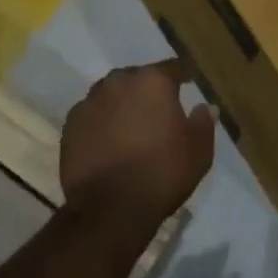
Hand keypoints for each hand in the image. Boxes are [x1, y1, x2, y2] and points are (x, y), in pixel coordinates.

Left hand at [61, 61, 215, 224]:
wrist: (108, 210)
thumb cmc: (160, 175)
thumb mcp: (198, 152)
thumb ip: (203, 123)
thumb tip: (205, 107)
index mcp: (153, 81)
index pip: (173, 68)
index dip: (183, 74)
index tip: (189, 79)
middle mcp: (119, 81)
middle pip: (139, 78)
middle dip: (149, 90)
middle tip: (159, 109)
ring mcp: (91, 100)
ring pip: (113, 93)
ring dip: (123, 103)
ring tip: (132, 125)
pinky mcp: (71, 123)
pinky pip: (93, 114)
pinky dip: (102, 121)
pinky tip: (108, 141)